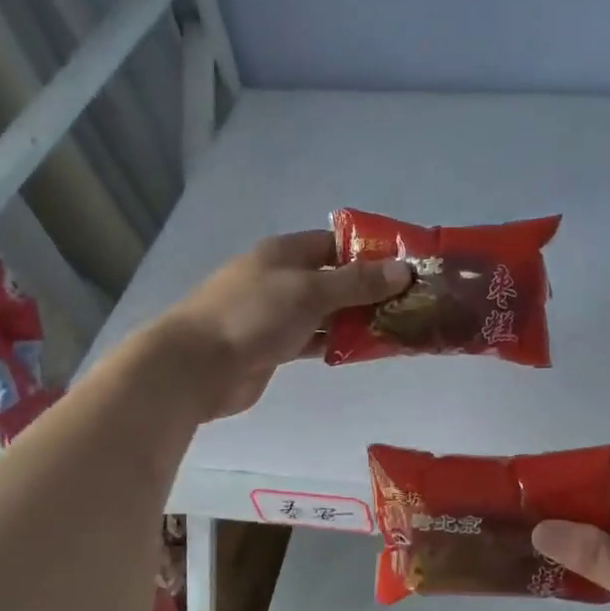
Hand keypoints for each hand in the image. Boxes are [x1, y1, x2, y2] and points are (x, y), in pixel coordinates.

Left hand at [158, 230, 410, 418]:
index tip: (406, 266)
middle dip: (370, 289)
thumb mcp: (310, 291)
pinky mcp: (275, 346)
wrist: (198, 367)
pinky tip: (366, 350)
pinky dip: (338, 343)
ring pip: (327, 312)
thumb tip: (404, 270)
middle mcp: (282, 278)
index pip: (335, 243)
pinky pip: (316, 339)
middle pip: (334, 278)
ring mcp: (277, 314)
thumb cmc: (253, 315)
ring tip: (399, 327)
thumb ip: (357, 282)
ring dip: (357, 319)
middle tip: (411, 302)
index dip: (370, 251)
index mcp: (285, 253)